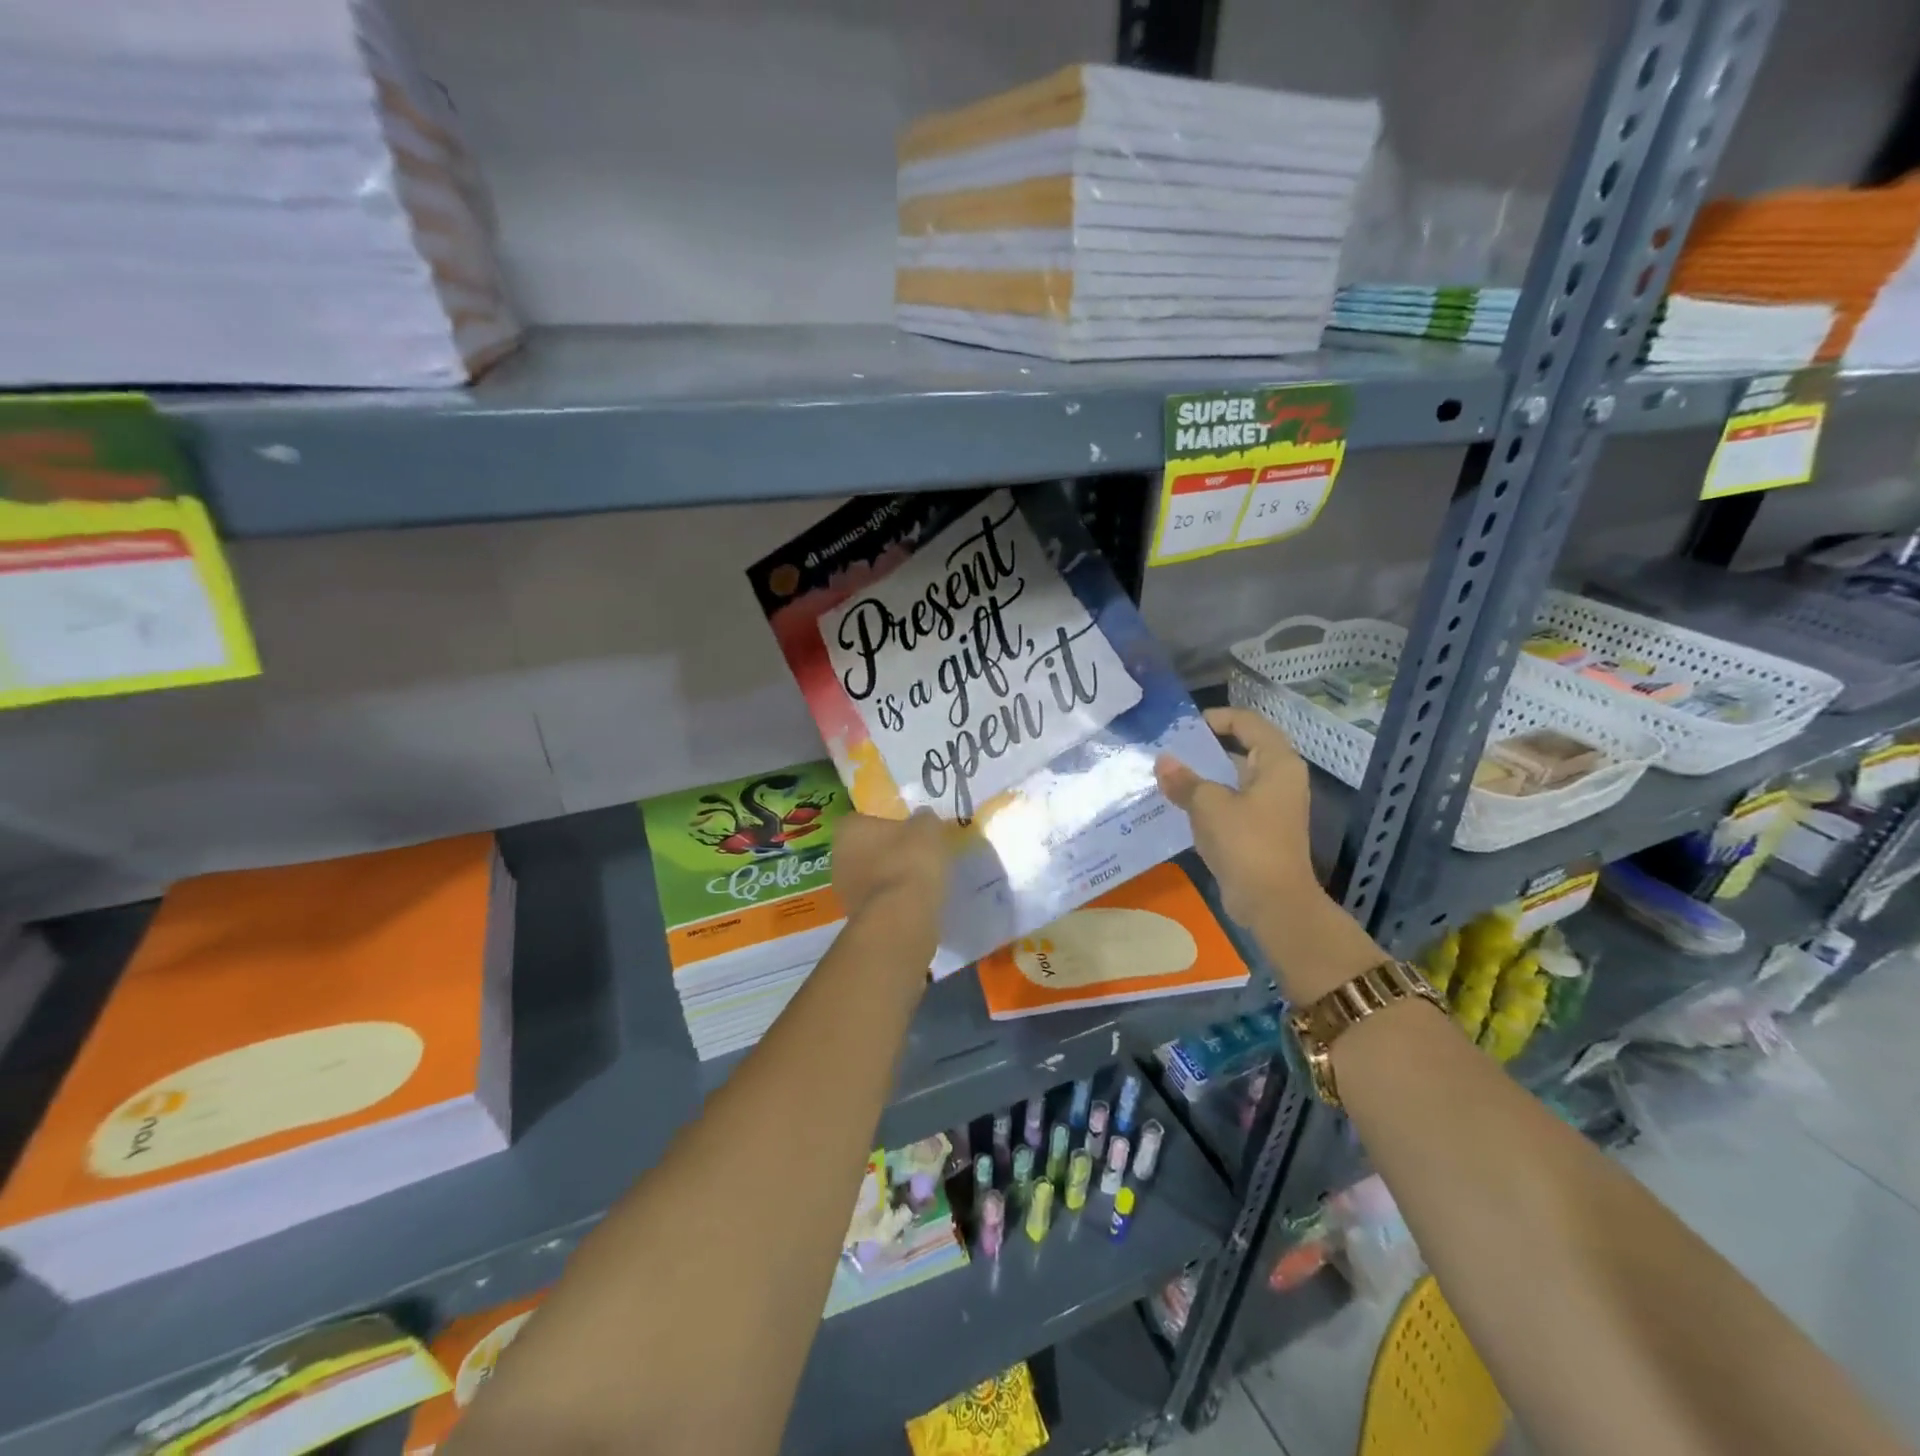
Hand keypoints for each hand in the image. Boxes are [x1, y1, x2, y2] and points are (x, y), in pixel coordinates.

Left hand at [833, 810, 949, 927]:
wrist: (900, 918)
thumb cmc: (910, 861)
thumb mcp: (928, 828)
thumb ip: (923, 819)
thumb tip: (922, 818)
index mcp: (848, 827)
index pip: (864, 817)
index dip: (887, 821)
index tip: (907, 828)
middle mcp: (837, 855)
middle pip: (864, 846)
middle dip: (886, 849)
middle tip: (913, 852)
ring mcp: (843, 889)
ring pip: (869, 874)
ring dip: (888, 875)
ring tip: (917, 878)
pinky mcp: (855, 915)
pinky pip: (877, 898)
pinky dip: (891, 898)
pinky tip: (912, 899)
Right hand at [1154, 707, 1323, 930]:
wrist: (1273, 902)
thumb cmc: (1246, 842)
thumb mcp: (1208, 805)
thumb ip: (1184, 780)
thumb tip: (1162, 761)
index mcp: (1277, 763)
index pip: (1247, 722)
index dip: (1215, 718)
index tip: (1182, 727)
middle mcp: (1279, 778)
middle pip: (1241, 749)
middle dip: (1204, 749)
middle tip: (1168, 750)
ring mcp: (1271, 805)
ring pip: (1233, 778)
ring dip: (1203, 777)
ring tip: (1167, 776)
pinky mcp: (1261, 829)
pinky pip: (1231, 803)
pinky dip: (1208, 801)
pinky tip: (1178, 806)